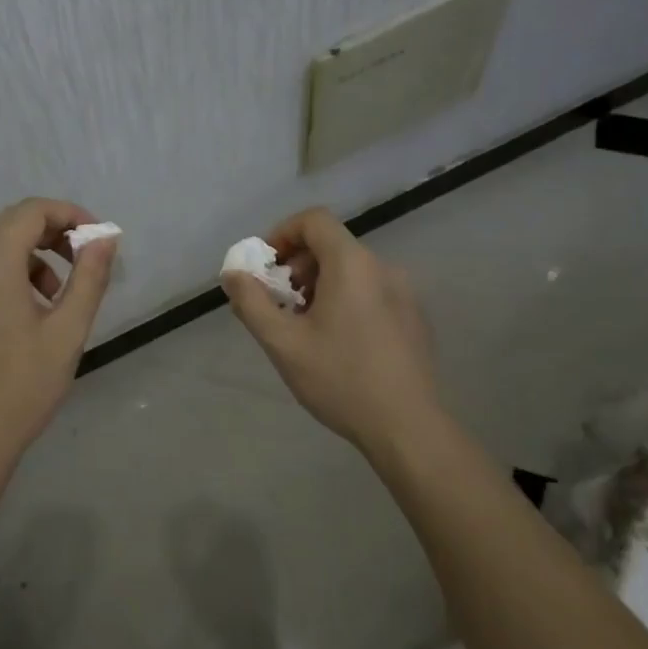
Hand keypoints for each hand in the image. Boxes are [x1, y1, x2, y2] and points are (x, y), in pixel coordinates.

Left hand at [0, 198, 118, 468]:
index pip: (32, 211)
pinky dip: (10, 272)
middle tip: (85, 261)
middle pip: (11, 224)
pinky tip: (30, 311)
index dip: (70, 215)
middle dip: (53, 233)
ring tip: (59, 294)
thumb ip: (89, 277)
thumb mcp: (67, 332)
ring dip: (32, 254)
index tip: (99, 240)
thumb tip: (105, 238)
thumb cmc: (21, 387)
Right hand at [222, 207, 447, 455]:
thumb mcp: (283, 343)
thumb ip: (252, 302)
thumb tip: (233, 274)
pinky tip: (338, 343)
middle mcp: (382, 268)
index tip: (266, 267)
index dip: (283, 233)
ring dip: (320, 285)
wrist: (407, 428)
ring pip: (351, 270)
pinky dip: (345, 300)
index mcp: (352, 264)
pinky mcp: (414, 317)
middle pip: (332, 245)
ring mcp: (404, 293)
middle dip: (297, 266)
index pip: (314, 220)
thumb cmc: (340, 379)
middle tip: (280, 304)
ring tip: (305, 327)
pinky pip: (371, 291)